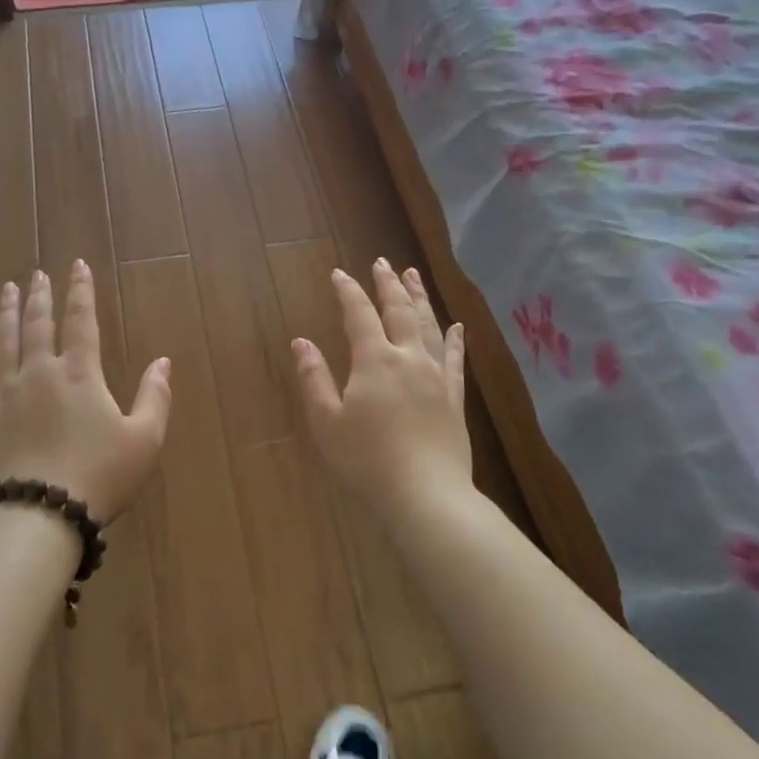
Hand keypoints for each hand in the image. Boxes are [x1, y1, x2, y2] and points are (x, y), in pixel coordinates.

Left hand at [0, 261, 171, 522]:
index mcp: (80, 373)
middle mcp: (40, 371)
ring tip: (8, 289)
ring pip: (4, 342)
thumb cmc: (99, 476)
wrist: (40, 515)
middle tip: (37, 274)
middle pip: (38, 323)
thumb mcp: (145, 440)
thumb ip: (156, 397)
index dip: (81, 290)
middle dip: (40, 295)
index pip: (81, 320)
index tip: (77, 265)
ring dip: (7, 313)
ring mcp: (6, 393)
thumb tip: (164, 361)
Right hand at [292, 258, 471, 516]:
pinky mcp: (455, 398)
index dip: (348, 291)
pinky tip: (457, 326)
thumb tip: (301, 341)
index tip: (339, 273)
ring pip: (429, 326)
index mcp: (374, 360)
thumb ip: (313, 378)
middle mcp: (409, 358)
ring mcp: (437, 376)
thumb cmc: (366, 461)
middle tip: (383, 262)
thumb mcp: (326, 421)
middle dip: (389, 284)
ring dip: (420, 298)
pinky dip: (455, 338)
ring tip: (414, 276)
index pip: (359, 314)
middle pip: (399, 311)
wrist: (426, 496)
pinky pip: (456, 359)